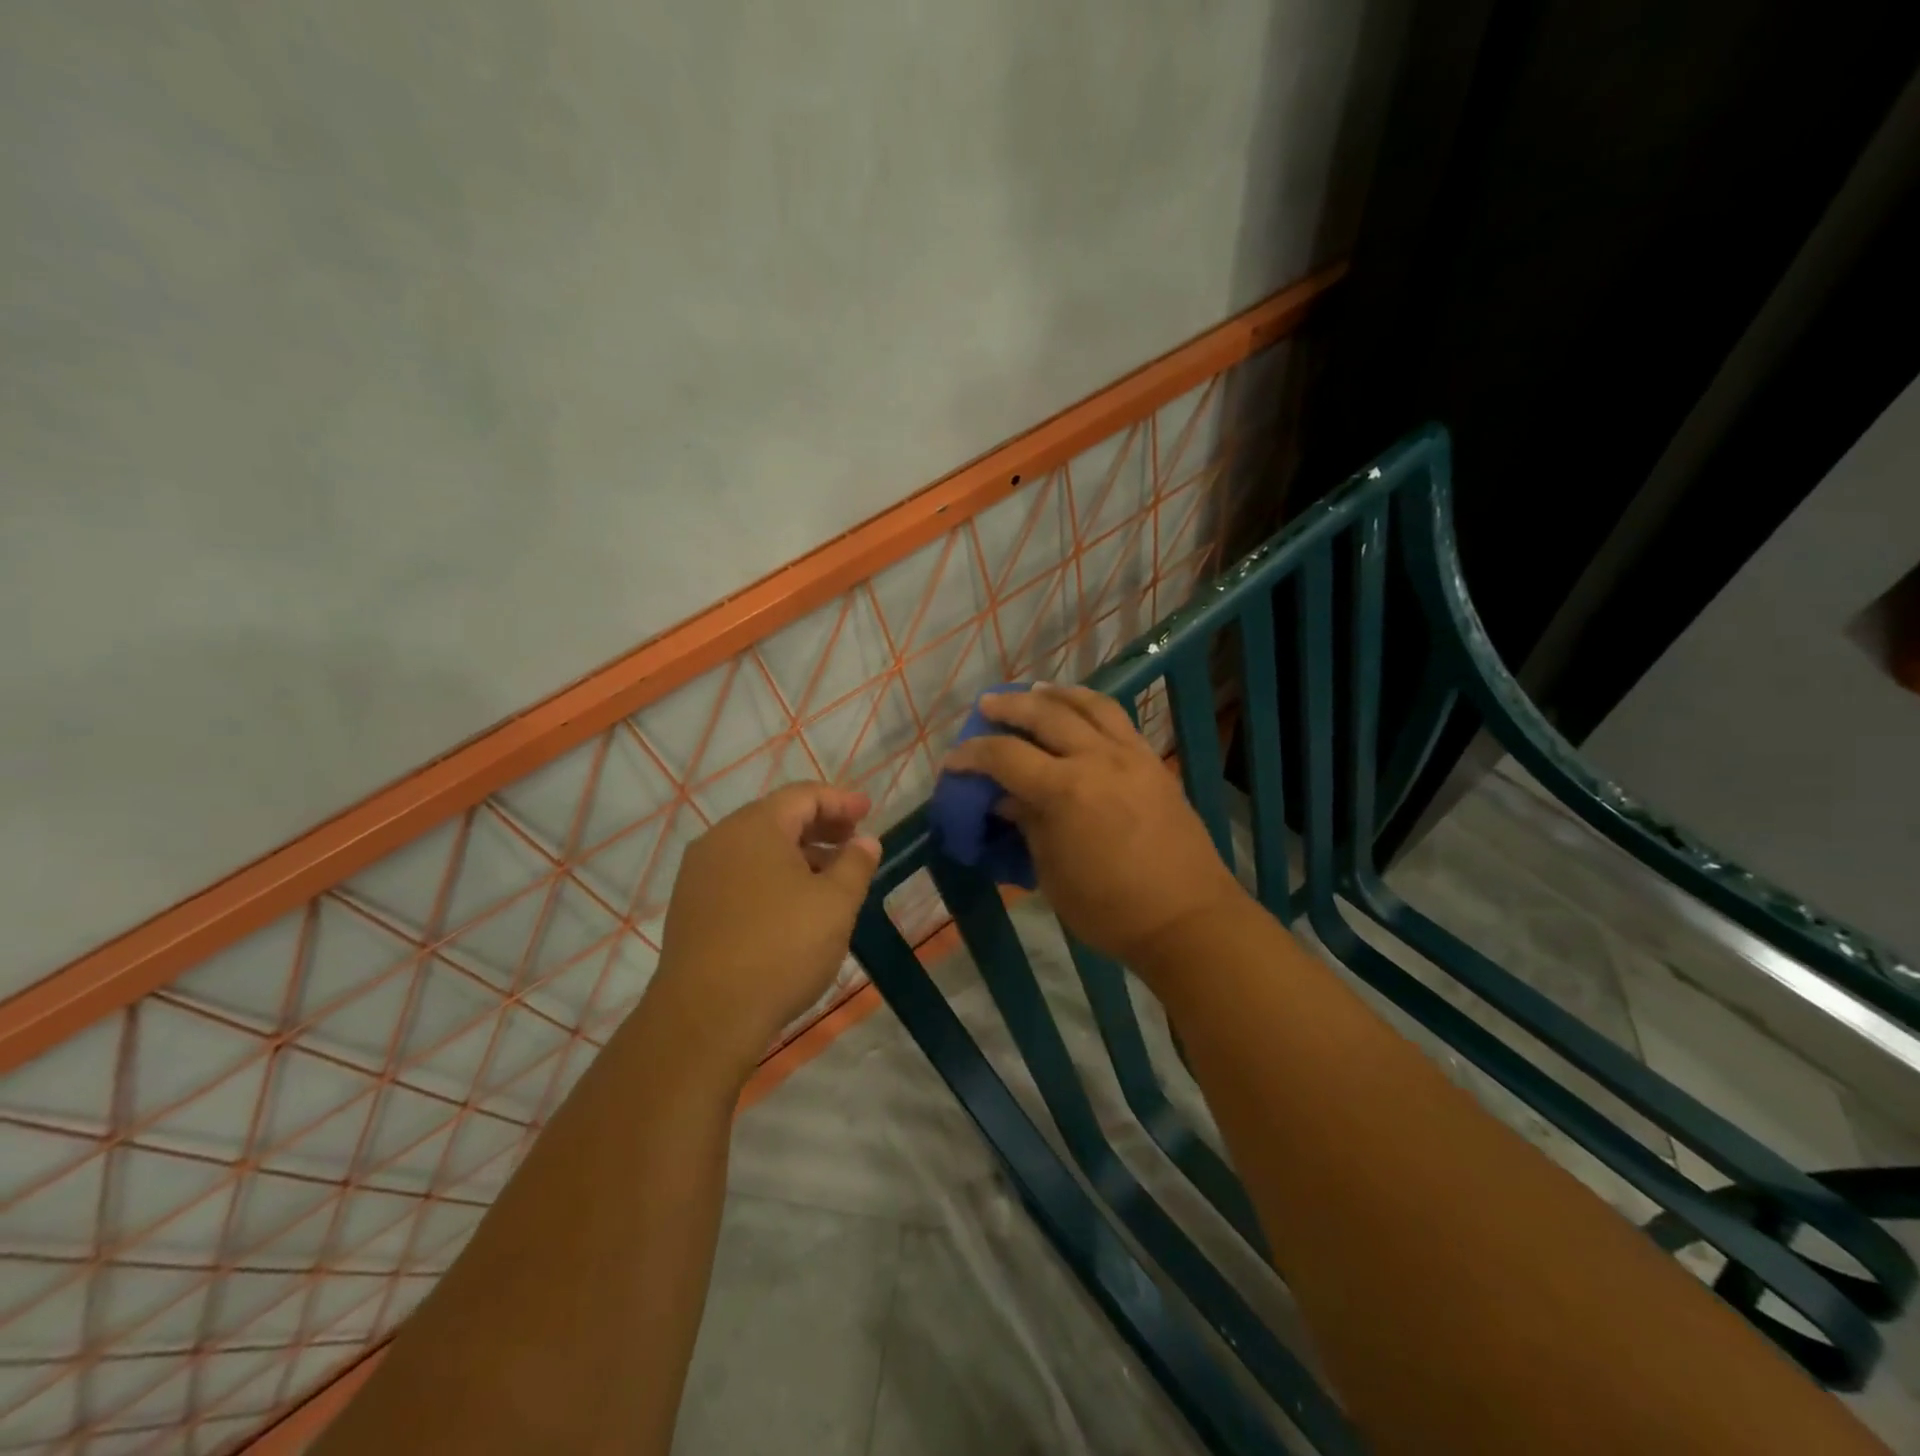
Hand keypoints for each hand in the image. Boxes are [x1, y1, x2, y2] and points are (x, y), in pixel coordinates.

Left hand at [648, 783, 880, 1078]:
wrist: (706, 1016)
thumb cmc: (781, 948)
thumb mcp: (835, 904)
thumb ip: (855, 864)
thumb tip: (865, 842)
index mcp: (755, 827)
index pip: (803, 796)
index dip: (840, 801)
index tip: (868, 812)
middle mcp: (721, 839)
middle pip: (777, 817)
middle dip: (820, 826)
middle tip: (853, 842)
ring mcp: (699, 874)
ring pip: (757, 849)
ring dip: (797, 854)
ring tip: (830, 878)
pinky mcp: (691, 907)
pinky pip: (739, 874)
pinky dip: (772, 876)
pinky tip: (793, 905)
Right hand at [941, 684, 1245, 975]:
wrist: (1188, 919)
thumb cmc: (1111, 909)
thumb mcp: (1054, 875)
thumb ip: (1029, 827)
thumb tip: (1008, 800)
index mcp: (1065, 791)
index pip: (1006, 757)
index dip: (972, 756)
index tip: (953, 761)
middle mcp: (1097, 759)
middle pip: (1045, 715)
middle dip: (1009, 708)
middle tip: (986, 706)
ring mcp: (1131, 756)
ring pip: (1089, 705)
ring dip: (1055, 695)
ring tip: (1034, 692)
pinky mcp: (1153, 762)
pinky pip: (1119, 719)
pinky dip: (1091, 706)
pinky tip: (1080, 711)